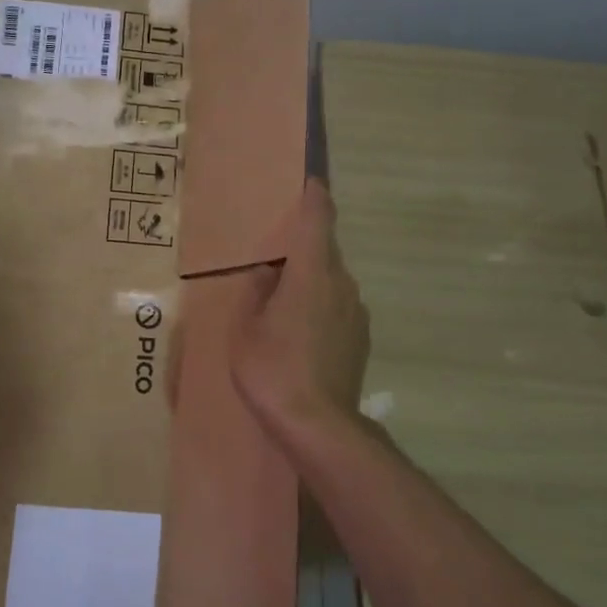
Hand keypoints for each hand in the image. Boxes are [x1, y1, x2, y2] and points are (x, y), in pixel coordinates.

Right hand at [231, 179, 370, 431]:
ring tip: (282, 305)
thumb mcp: (245, 328)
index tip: (312, 182)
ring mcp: (356, 313)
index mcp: (312, 273)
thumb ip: (255, 292)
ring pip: (331, 283)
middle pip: (324, 253)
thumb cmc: (271, 368)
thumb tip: (267, 274)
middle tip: (274, 260)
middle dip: (303, 250)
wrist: (317, 424)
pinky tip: (299, 335)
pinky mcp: (361, 339)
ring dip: (310, 283)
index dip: (315, 197)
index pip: (318, 220)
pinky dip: (319, 309)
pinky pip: (337, 308)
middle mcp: (342, 285)